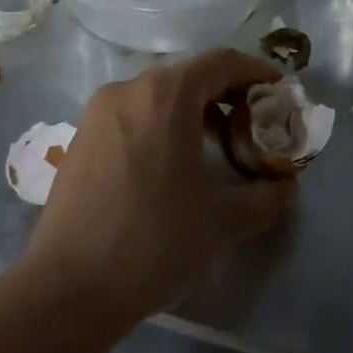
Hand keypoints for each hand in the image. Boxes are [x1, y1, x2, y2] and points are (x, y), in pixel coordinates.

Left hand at [22, 49, 295, 322]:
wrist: (66, 291)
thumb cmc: (154, 242)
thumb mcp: (225, 221)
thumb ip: (267, 196)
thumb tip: (285, 185)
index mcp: (166, 94)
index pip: (223, 62)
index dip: (257, 72)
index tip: (280, 94)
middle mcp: (130, 88)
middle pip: (191, 75)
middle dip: (228, 94)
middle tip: (254, 125)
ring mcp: (99, 112)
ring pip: (160, 95)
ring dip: (195, 110)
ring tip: (218, 146)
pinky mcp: (81, 138)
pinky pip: (134, 114)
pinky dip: (163, 124)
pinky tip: (173, 164)